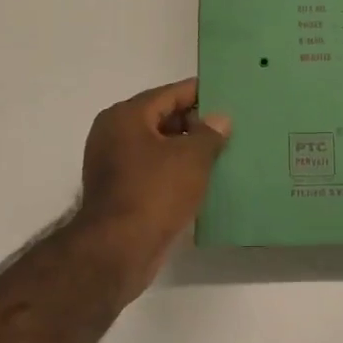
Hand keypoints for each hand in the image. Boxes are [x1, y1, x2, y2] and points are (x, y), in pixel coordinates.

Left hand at [71, 78, 230, 300]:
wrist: (119, 248)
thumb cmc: (155, 192)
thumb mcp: (191, 158)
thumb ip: (209, 133)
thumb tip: (219, 119)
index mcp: (126, 116)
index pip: (169, 94)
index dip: (199, 94)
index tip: (227, 96)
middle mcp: (113, 134)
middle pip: (161, 119)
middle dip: (194, 123)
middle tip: (230, 129)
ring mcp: (113, 164)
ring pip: (158, 147)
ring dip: (185, 150)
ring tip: (221, 153)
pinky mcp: (119, 191)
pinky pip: (153, 171)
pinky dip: (174, 171)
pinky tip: (200, 179)